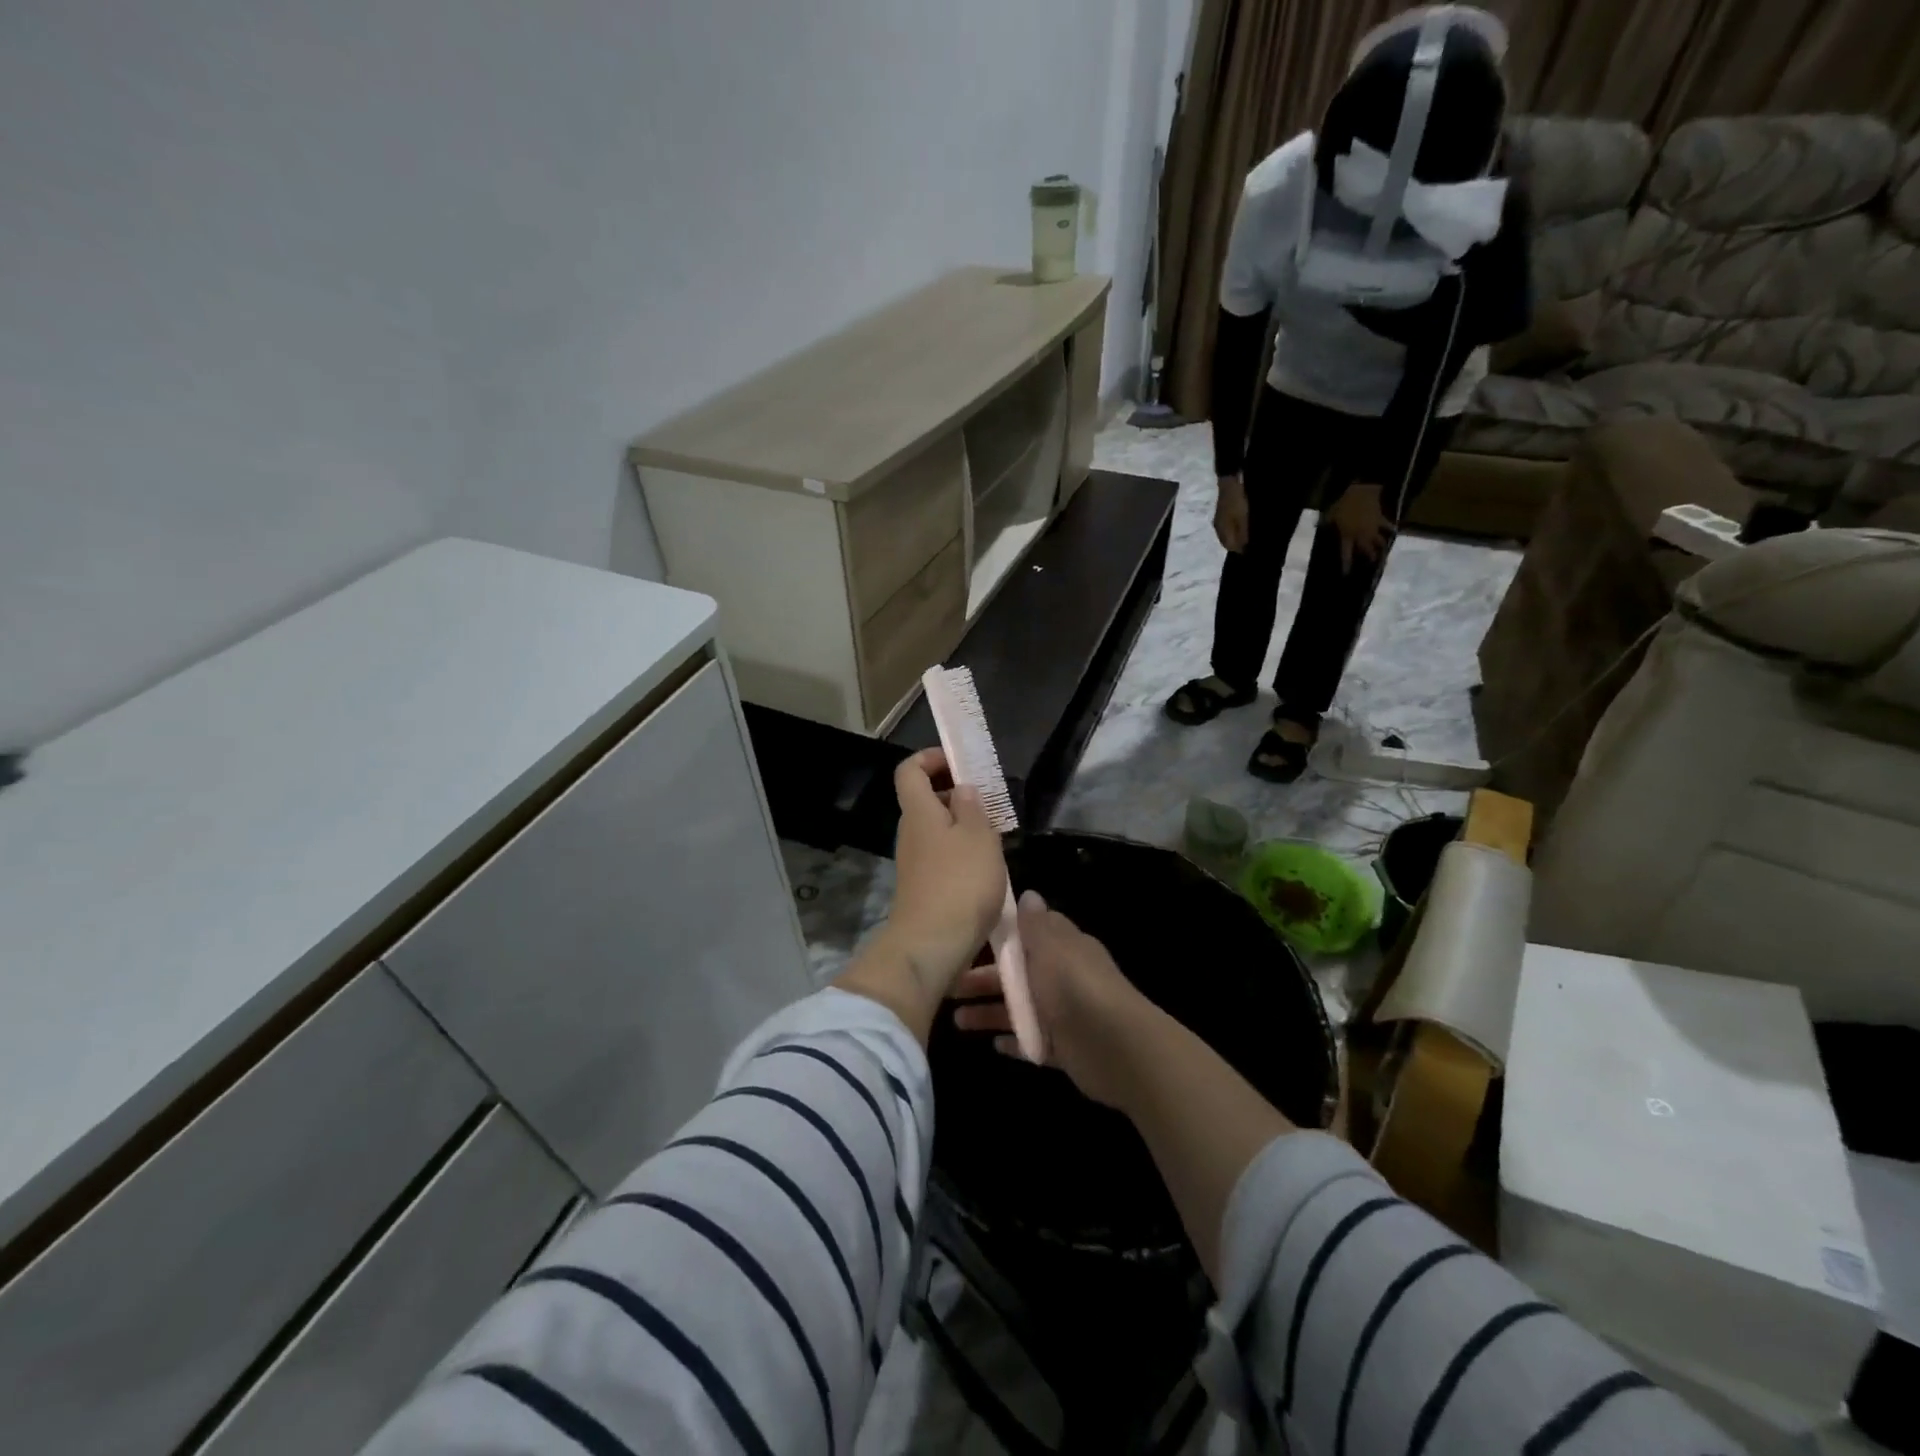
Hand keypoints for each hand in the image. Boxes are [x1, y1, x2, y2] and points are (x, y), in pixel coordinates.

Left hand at [835, 750, 1007, 1038]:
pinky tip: (984, 867)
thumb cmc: (960, 883)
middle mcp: (910, 832)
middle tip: (987, 801)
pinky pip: (939, 855)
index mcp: (919, 811)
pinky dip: (959, 851)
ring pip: (934, 829)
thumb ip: (972, 807)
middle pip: (923, 799)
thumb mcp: (979, 837)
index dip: (931, 758)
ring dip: (961, 825)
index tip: (959, 763)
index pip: (910, 770)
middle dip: (953, 792)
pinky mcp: (921, 887)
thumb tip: (961, 789)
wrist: (932, 945)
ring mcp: (913, 862)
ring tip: (993, 835)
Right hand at [951, 892, 1160, 1108]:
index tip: (966, 938)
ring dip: (989, 1012)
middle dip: (983, 978)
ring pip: (1019, 1009)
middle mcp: (1061, 977)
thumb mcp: (1051, 945)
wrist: (1114, 1046)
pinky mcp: (1062, 1049)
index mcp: (1062, 947)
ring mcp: (1062, 1015)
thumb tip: (1028, 894)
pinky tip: (992, 1045)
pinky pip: (1032, 1042)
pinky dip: (1014, 1040)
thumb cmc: (1075, 986)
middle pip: (1017, 974)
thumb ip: (1035, 923)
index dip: (1000, 936)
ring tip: (956, 1020)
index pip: (1029, 934)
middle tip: (949, 985)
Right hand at [1213, 474, 1249, 553]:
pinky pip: (1229, 526)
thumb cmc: (1237, 501)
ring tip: (1249, 532)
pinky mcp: (1222, 513)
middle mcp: (1218, 528)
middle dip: (1239, 543)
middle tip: (1252, 540)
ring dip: (1237, 536)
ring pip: (1228, 534)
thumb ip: (1243, 535)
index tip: (1253, 547)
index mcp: (1222, 532)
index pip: (1232, 548)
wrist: (1229, 481)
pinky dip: (1236, 528)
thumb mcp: (1243, 519)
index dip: (1242, 550)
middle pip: (1229, 542)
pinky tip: (1243, 524)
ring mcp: (1219, 520)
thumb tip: (1244, 550)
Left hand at [1325, 482, 1391, 570]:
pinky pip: (1387, 527)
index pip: (1346, 554)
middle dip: (1369, 559)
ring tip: (1383, 555)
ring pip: (1379, 542)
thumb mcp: (1330, 515)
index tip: (1347, 575)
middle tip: (1371, 565)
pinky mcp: (1381, 519)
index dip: (1347, 565)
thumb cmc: (1343, 503)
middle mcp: (1361, 536)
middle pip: (1367, 551)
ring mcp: (1373, 528)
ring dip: (1381, 549)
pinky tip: (1394, 533)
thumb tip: (1319, 527)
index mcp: (1347, 536)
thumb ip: (1326, 524)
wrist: (1362, 490)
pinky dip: (1390, 530)